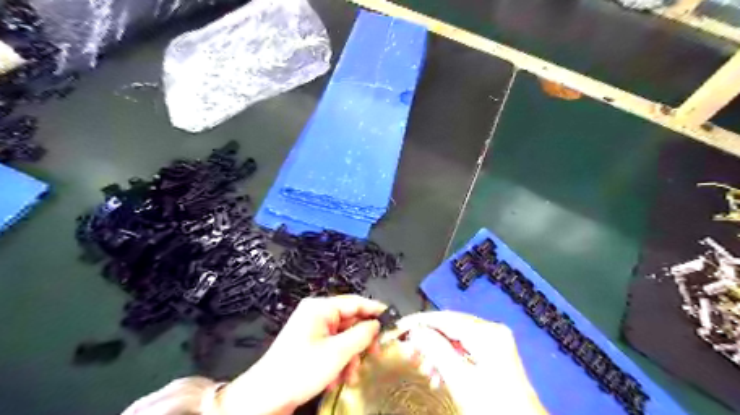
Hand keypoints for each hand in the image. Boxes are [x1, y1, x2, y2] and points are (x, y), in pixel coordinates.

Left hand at [216, 296, 384, 413]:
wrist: (266, 397)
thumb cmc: (301, 369)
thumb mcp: (338, 352)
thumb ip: (362, 334)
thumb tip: (376, 324)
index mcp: (320, 308)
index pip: (354, 302)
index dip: (374, 310)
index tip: (391, 319)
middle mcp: (316, 314)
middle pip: (350, 321)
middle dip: (361, 342)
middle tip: (375, 355)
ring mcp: (311, 330)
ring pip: (343, 338)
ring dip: (351, 356)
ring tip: (351, 376)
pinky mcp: (309, 345)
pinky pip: (332, 347)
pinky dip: (339, 361)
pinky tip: (337, 379)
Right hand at [395, 311, 544, 414]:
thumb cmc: (492, 407)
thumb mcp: (460, 379)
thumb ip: (436, 349)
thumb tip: (416, 330)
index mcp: (487, 333)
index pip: (445, 318)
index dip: (420, 321)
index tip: (400, 327)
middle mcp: (492, 331)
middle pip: (451, 327)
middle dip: (429, 341)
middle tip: (410, 353)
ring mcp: (495, 342)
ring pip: (456, 339)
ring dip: (438, 353)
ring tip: (425, 370)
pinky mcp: (494, 354)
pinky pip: (465, 349)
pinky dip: (450, 360)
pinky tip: (439, 375)